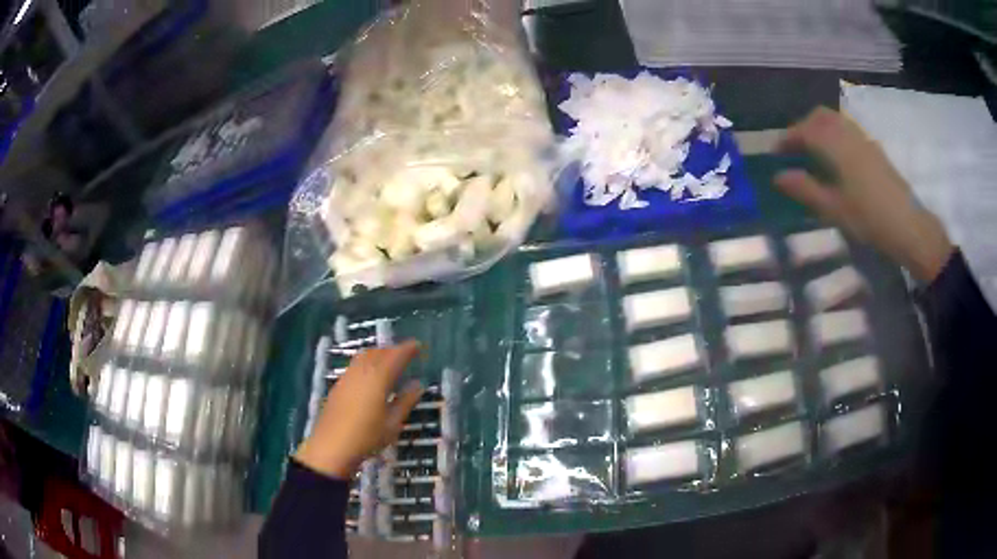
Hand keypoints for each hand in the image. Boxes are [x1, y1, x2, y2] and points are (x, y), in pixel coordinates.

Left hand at [295, 340, 423, 478]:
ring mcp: (347, 377)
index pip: (395, 356)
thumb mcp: (392, 423)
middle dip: (393, 350)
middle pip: (378, 352)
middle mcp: (361, 371)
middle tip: (406, 356)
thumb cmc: (367, 437)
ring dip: (379, 355)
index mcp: (378, 378)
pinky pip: (356, 365)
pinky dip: (367, 362)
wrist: (332, 447)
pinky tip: (371, 376)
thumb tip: (418, 384)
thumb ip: (405, 401)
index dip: (407, 349)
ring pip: (364, 356)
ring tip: (390, 364)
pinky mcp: (338, 385)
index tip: (418, 346)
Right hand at [775, 107, 952, 282]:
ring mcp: (864, 140)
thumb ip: (806, 189)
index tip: (775, 152)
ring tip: (813, 153)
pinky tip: (835, 158)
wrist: (909, 227)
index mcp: (837, 146)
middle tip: (794, 149)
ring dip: (819, 129)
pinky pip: (847, 130)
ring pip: (835, 120)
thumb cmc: (870, 220)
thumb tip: (777, 176)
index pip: (805, 130)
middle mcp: (849, 134)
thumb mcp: (835, 209)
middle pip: (820, 117)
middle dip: (803, 127)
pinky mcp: (874, 150)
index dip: (787, 138)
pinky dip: (834, 135)